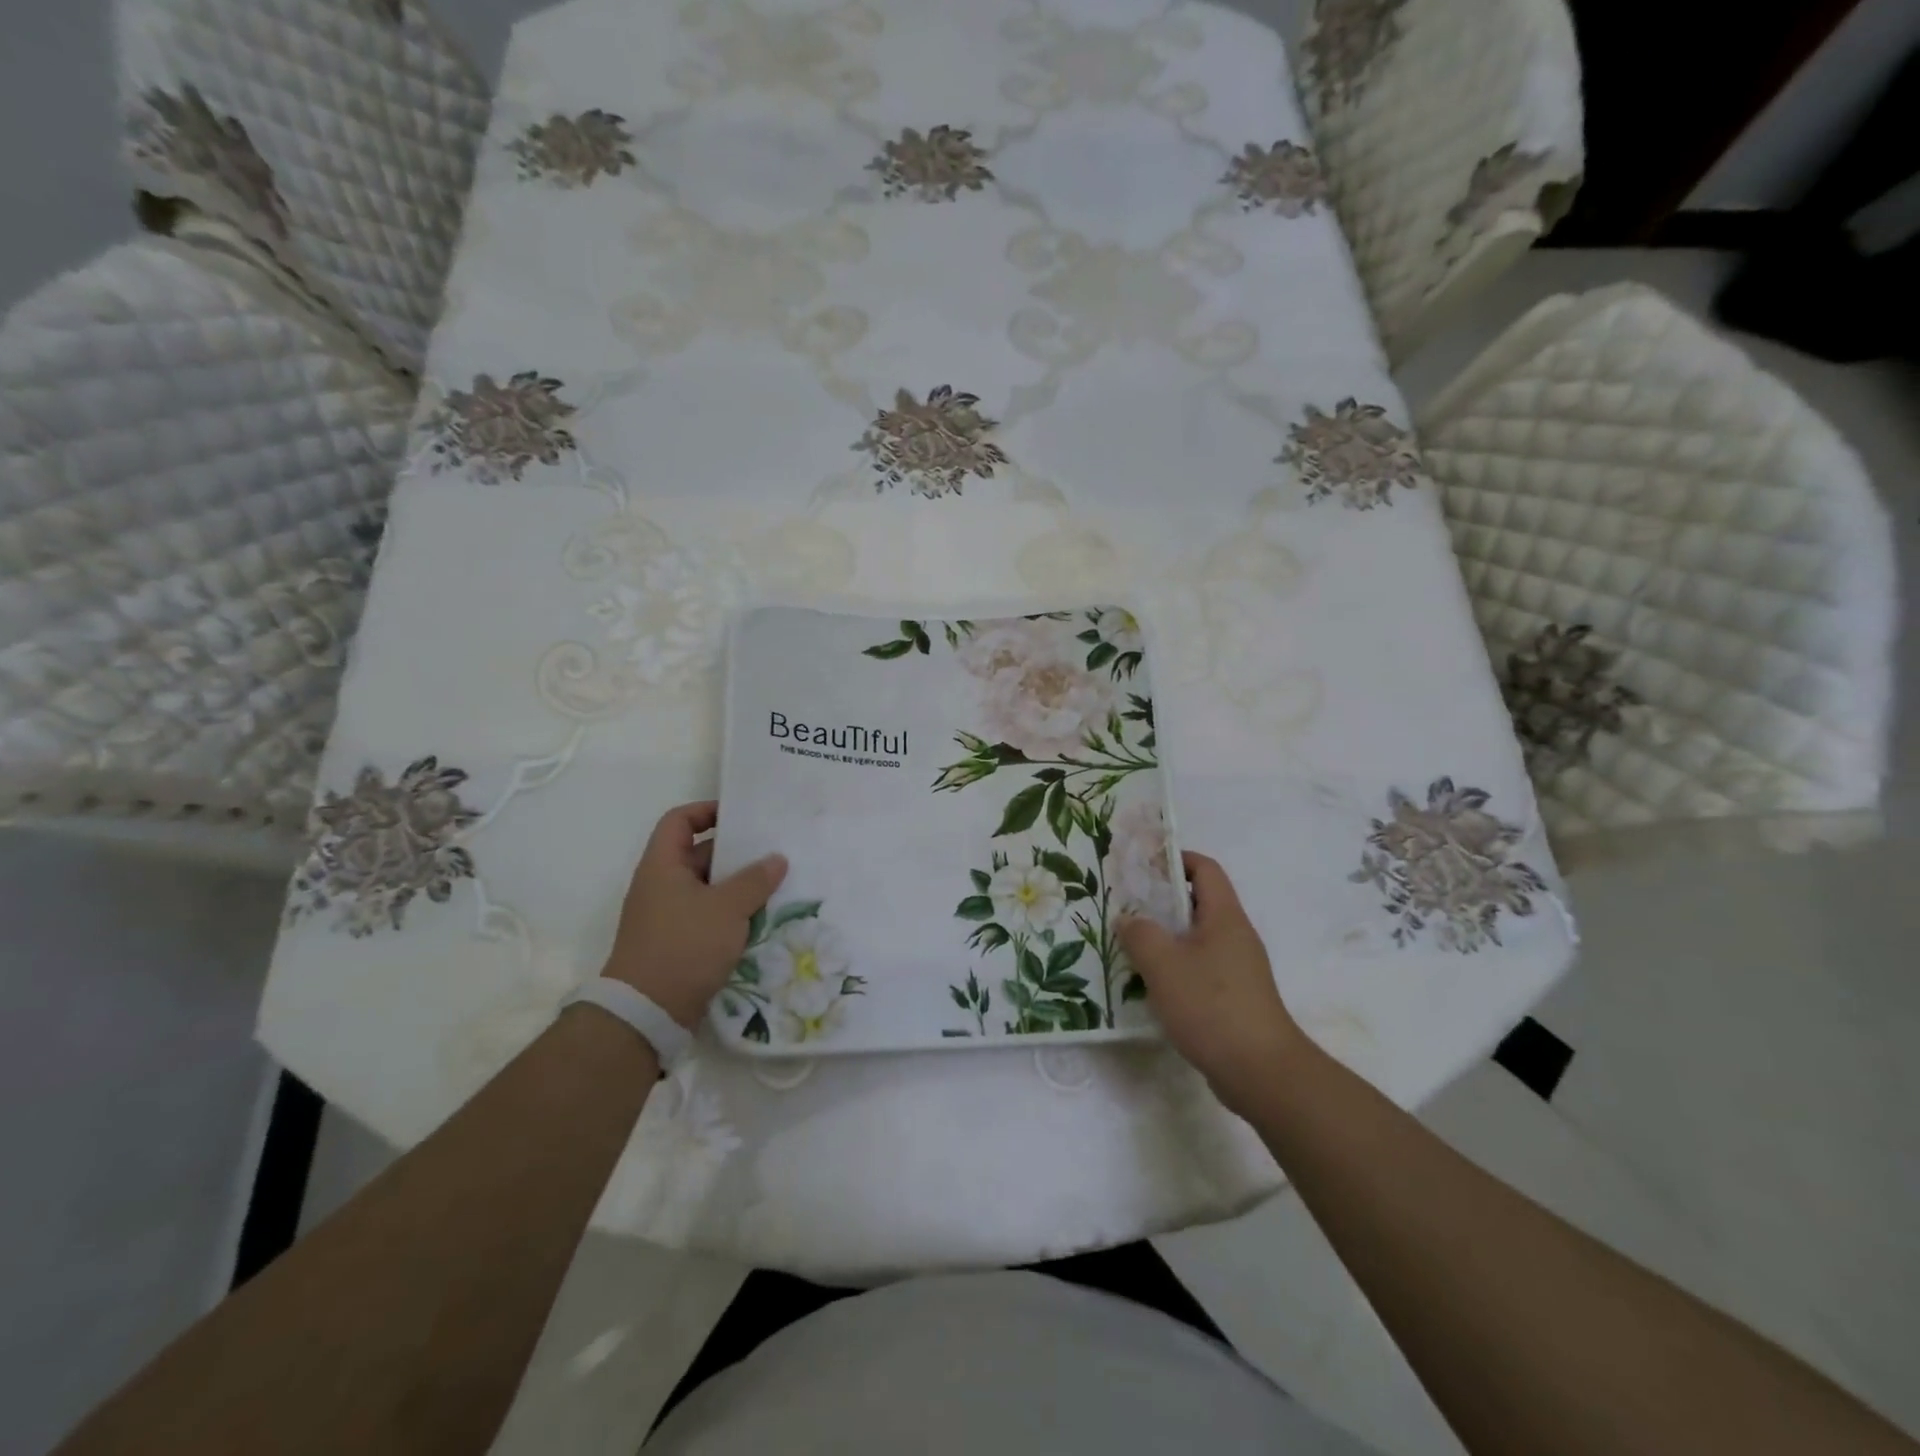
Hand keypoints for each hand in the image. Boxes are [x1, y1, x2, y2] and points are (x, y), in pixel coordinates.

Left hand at [602, 802, 787, 1028]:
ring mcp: (668, 916)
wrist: (647, 1012)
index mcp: (663, 866)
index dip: (707, 811)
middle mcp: (661, 886)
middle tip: (772, 853)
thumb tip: (776, 859)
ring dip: (738, 887)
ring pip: (708, 889)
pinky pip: (708, 916)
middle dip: (735, 854)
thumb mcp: (727, 908)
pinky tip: (762, 920)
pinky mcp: (677, 943)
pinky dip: (732, 914)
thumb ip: (755, 880)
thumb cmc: (684, 946)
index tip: (741, 817)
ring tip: (776, 886)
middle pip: (699, 855)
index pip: (679, 821)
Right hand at [1119, 852, 1303, 1116]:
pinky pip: (1200, 968)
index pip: (1205, 869)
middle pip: (1198, 903)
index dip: (1174, 859)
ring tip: (1129, 946)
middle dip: (1160, 902)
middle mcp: (1235, 936)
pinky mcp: (1234, 998)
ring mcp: (1238, 969)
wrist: (1261, 1072)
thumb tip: (1129, 919)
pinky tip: (1150, 985)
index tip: (1140, 868)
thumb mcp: (1164, 964)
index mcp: (1225, 917)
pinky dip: (1175, 968)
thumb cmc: (1211, 1006)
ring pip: (1196, 939)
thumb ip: (1140, 934)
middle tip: (1124, 908)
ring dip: (1164, 938)